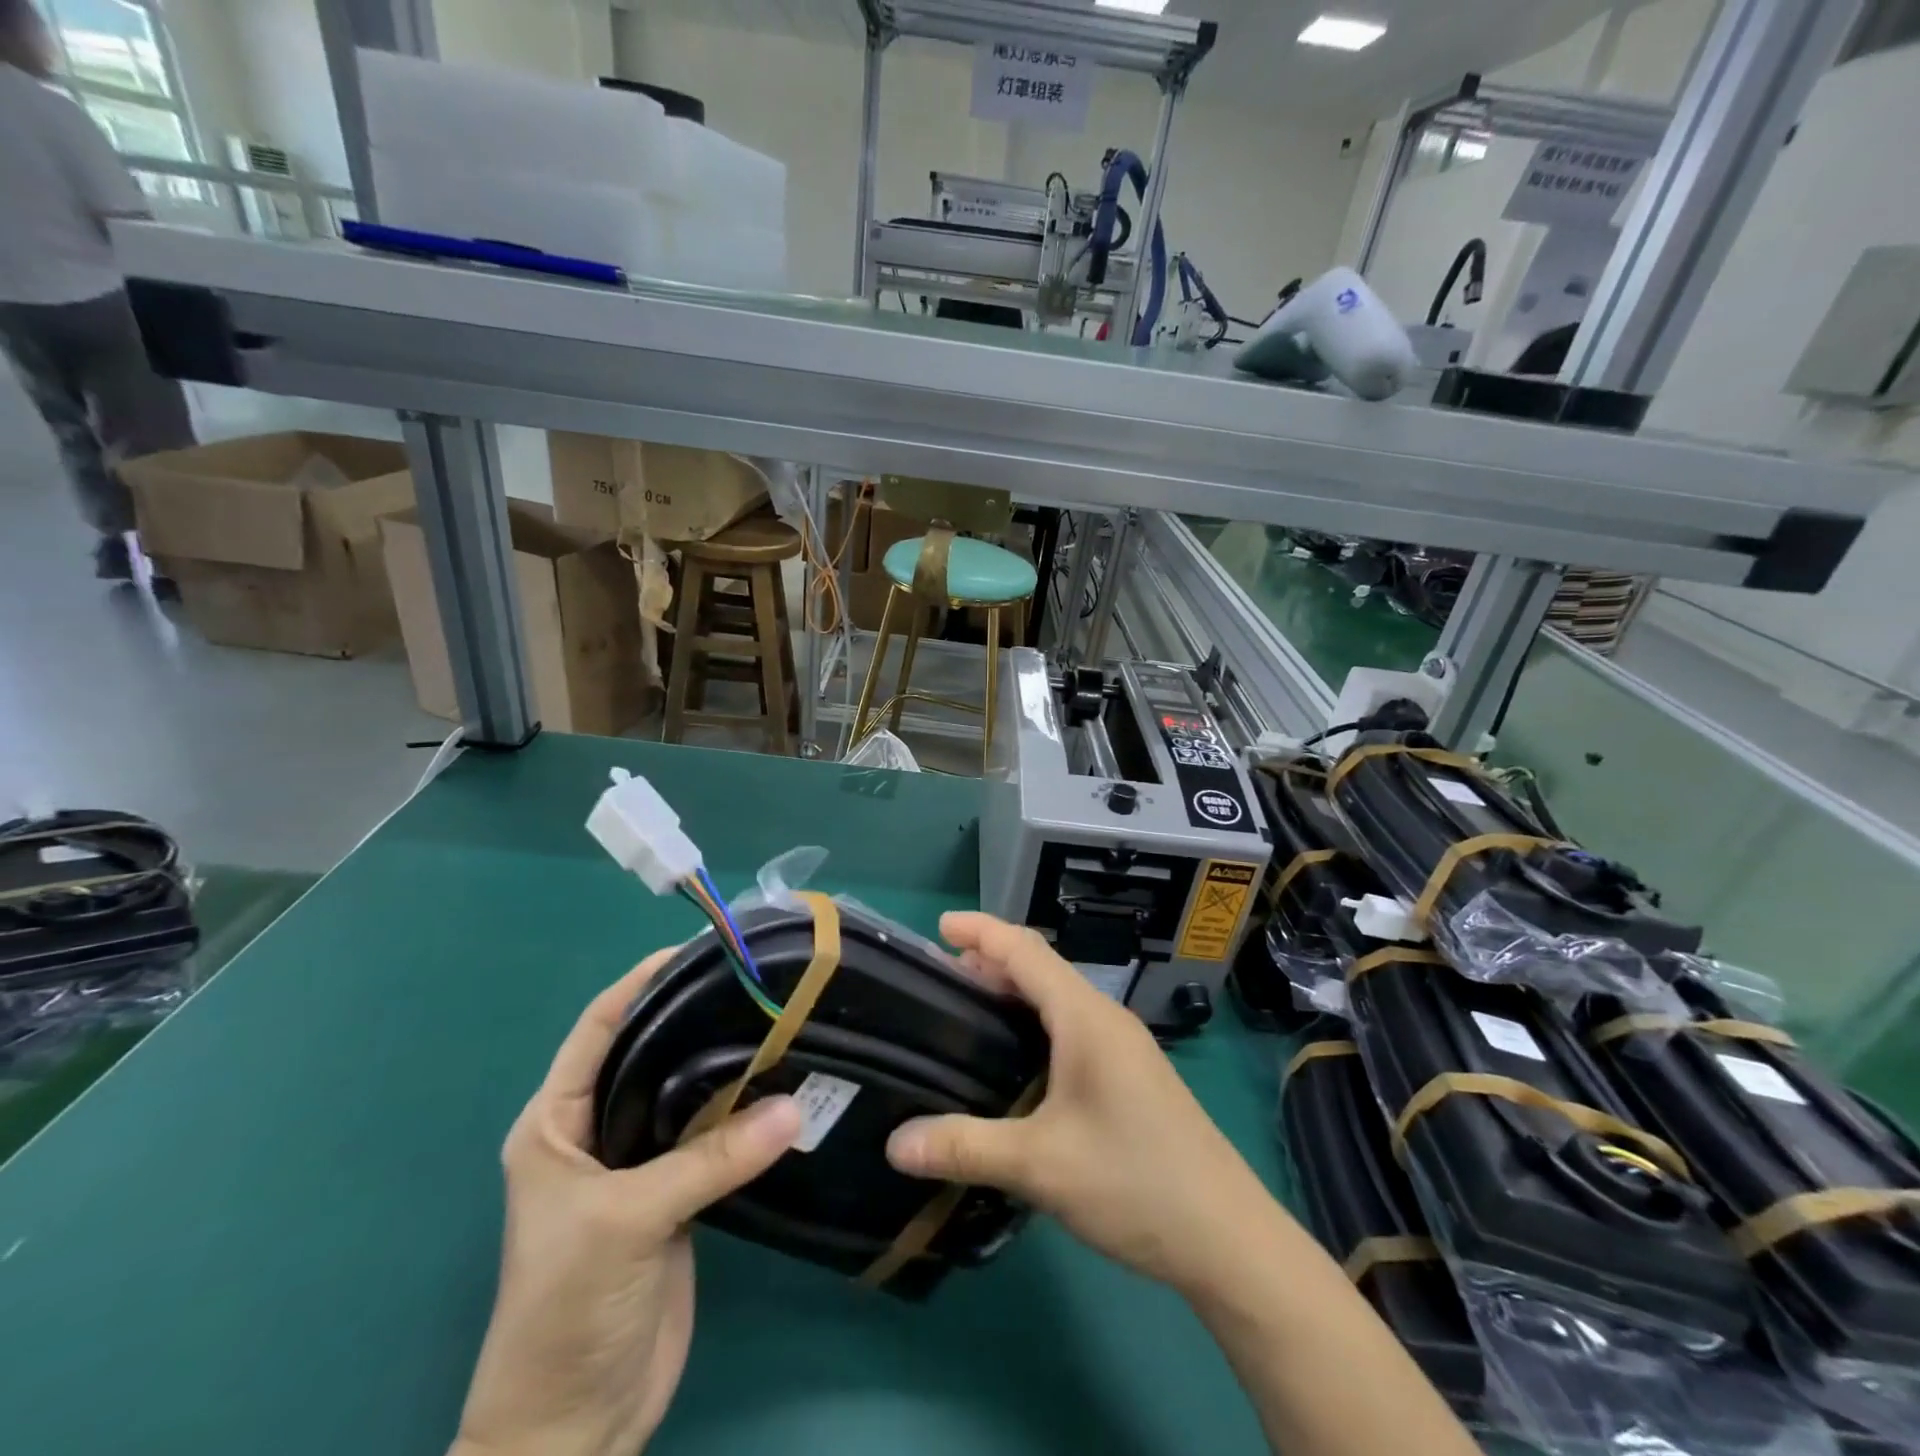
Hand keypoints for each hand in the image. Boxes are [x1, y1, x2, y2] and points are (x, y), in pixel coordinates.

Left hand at [454, 949, 802, 1455]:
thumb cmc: (565, 1311)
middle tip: (756, 982)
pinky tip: (782, 1087)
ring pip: (687, 1095)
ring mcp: (639, 1165)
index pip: (599, 1029)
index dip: (640, 982)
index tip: (696, 948)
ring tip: (781, 1023)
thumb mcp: (628, 1223)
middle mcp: (595, 1132)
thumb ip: (711, 1160)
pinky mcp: (675, 1197)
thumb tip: (795, 1105)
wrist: (574, 1428)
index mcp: (555, 1123)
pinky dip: (743, 1113)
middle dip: (694, 1017)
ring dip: (727, 1067)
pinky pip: (712, 1138)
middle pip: (649, 1054)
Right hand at [885, 912, 1281, 1298]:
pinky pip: (1071, 1026)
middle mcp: (1105, 1018)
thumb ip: (965, 1146)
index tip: (938, 926)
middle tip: (939, 977)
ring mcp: (1123, 1046)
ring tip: (968, 1010)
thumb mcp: (1041, 1166)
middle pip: (1041, 968)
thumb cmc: (1134, 1182)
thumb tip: (893, 1143)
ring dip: (1013, 993)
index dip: (981, 931)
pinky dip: (1034, 1022)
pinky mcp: (1130, 1074)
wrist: (1229, 1238)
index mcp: (1085, 1018)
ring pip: (1058, 999)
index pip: (1026, 951)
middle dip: (990, 961)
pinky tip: (1015, 1059)